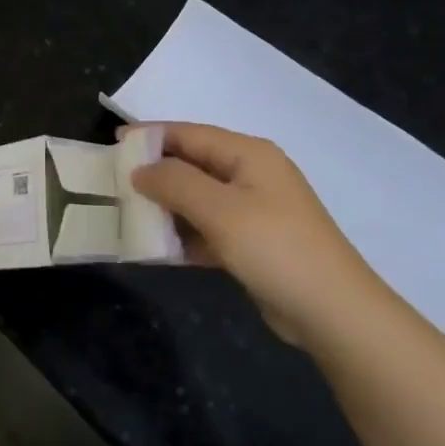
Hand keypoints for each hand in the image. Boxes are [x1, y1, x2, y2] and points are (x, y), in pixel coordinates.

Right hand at [130, 123, 402, 347]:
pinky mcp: (251, 242)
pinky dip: (182, 234)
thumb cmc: (275, 248)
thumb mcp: (219, 210)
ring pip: (197, 198)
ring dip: (165, 206)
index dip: (150, 136)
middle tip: (113, 182)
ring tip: (126, 214)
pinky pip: (206, 228)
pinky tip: (156, 247)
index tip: (112, 142)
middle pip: (192, 164)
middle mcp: (251, 175)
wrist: (332, 311)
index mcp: (248, 154)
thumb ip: (174, 182)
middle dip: (154, 172)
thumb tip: (140, 169)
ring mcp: (253, 209)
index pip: (189, 134)